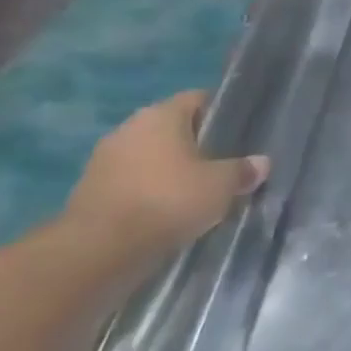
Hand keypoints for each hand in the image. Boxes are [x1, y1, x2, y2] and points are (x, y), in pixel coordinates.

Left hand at [63, 92, 267, 253]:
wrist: (98, 250)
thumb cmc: (168, 201)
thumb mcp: (221, 185)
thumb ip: (244, 170)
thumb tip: (261, 163)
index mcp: (161, 115)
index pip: (198, 99)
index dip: (221, 113)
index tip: (239, 134)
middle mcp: (129, 128)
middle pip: (173, 129)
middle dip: (197, 145)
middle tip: (223, 166)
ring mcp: (104, 159)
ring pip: (151, 157)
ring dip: (170, 171)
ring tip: (197, 193)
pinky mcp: (89, 190)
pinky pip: (132, 182)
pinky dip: (149, 192)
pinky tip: (167, 212)